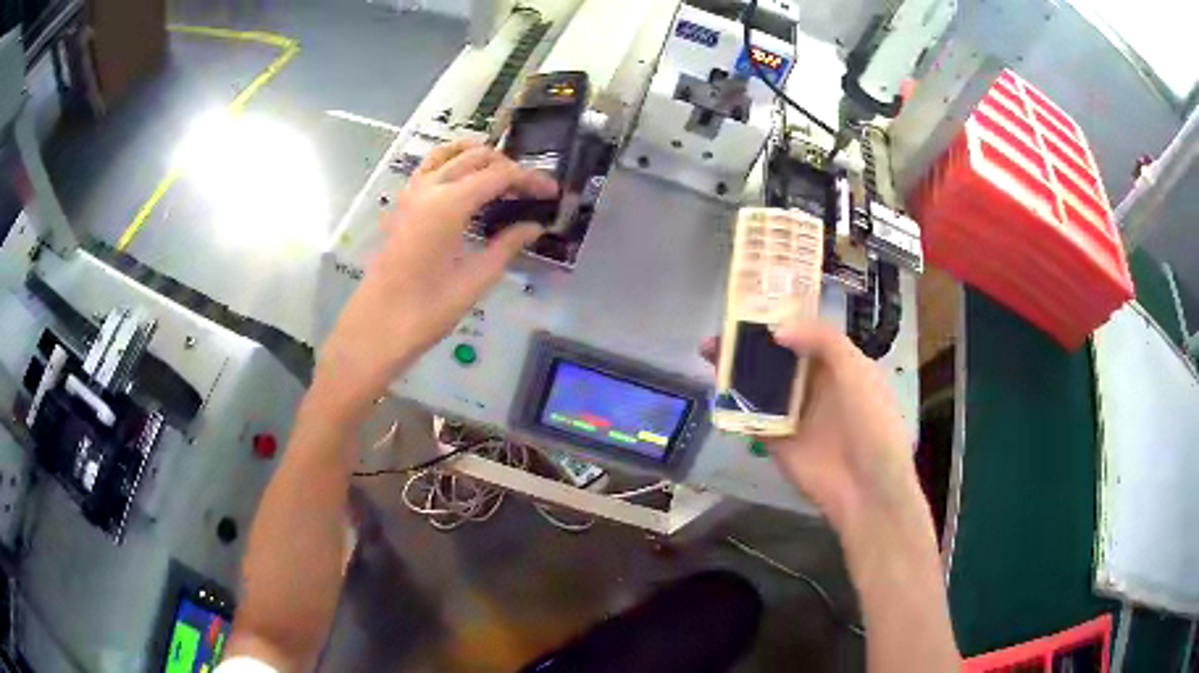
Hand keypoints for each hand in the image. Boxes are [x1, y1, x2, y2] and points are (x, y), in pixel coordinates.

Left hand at [317, 140, 556, 411]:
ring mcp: (411, 193)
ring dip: (479, 158)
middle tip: (530, 191)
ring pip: (450, 154)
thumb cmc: (427, 310)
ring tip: (502, 178)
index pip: (499, 175)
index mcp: (450, 204)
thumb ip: (508, 245)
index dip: (530, 179)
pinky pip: (429, 168)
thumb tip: (535, 225)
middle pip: (477, 157)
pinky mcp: (402, 204)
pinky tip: (465, 181)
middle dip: (508, 166)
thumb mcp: (475, 280)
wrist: (377, 327)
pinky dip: (452, 163)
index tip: (553, 193)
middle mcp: (429, 188)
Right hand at [704, 320, 917, 531]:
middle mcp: (814, 384)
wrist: (866, 489)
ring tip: (708, 351)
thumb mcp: (858, 373)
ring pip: (760, 383)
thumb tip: (776, 328)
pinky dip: (733, 404)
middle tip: (720, 328)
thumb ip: (823, 341)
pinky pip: (751, 416)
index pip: (805, 332)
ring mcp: (793, 412)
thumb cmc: (872, 425)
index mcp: (838, 363)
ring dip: (736, 368)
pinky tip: (714, 389)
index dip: (780, 316)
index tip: (751, 302)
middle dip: (750, 342)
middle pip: (777, 356)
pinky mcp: (775, 439)